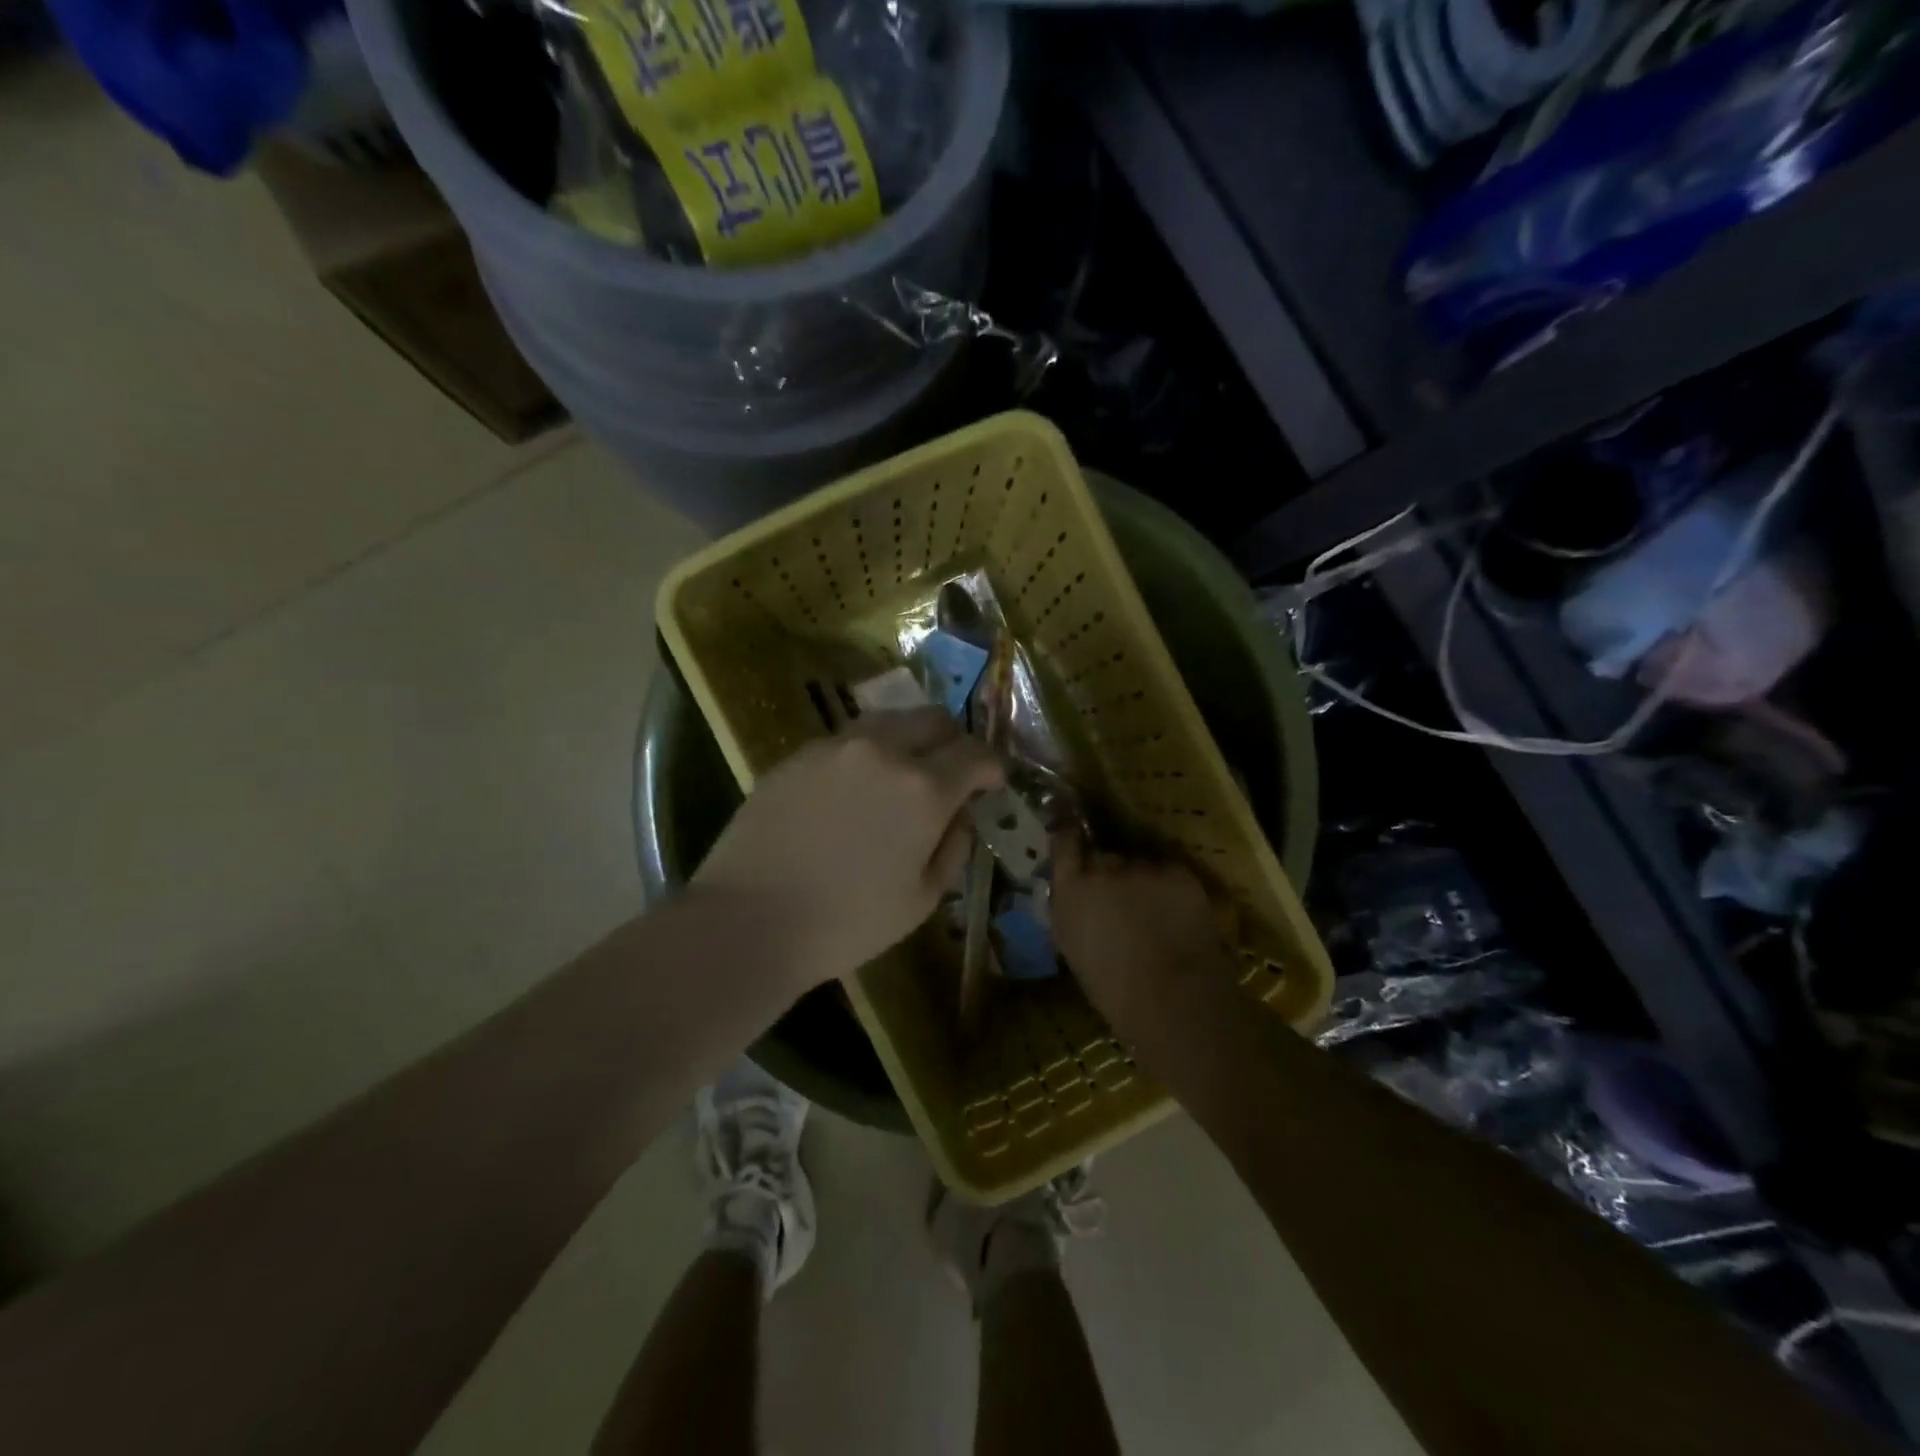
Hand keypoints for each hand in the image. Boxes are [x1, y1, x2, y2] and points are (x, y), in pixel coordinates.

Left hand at [693, 708, 1002, 989]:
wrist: (747, 920)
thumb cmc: (846, 923)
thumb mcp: (921, 900)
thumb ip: (952, 849)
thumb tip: (961, 817)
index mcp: (923, 789)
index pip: (975, 753)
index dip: (992, 766)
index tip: (991, 782)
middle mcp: (883, 751)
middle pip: (934, 719)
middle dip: (954, 741)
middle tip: (953, 771)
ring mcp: (835, 746)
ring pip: (889, 720)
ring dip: (910, 739)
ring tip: (904, 773)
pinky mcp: (798, 754)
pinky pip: (848, 740)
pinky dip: (867, 753)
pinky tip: (854, 789)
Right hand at [1050, 832, 1239, 1033]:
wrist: (1174, 1000)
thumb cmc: (1113, 989)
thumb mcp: (1072, 947)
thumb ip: (1070, 907)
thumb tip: (1074, 891)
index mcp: (1071, 887)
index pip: (1064, 839)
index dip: (1069, 834)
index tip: (1072, 832)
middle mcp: (1104, 866)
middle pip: (1103, 855)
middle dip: (1108, 871)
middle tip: (1120, 899)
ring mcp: (1143, 866)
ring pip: (1139, 865)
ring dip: (1141, 881)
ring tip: (1153, 913)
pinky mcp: (1178, 872)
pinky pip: (1168, 873)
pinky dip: (1170, 889)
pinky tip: (1176, 916)